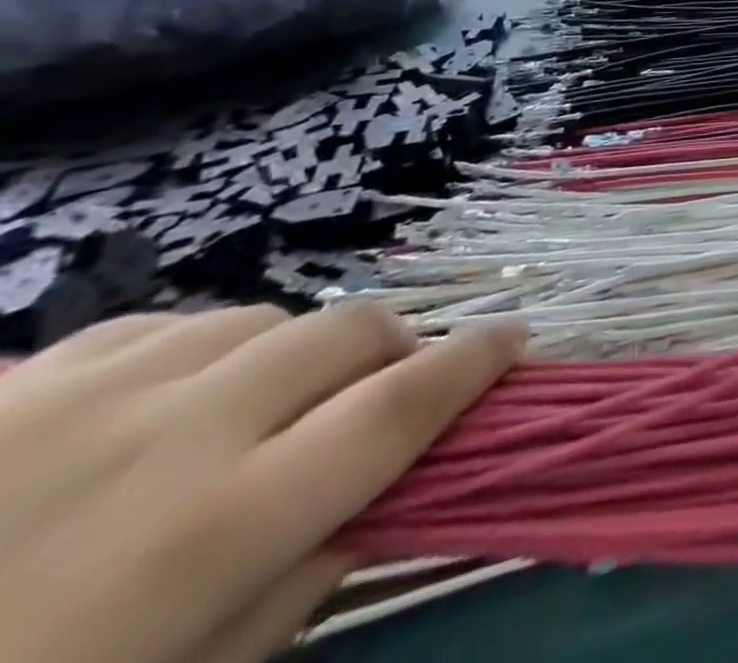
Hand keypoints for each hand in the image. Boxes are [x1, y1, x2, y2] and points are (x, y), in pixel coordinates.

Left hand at [0, 303, 522, 662]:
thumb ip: (290, 592)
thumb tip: (377, 500)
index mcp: (221, 525)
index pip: (405, 405)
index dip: (478, 361)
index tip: (516, 339)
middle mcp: (180, 430)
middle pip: (350, 332)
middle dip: (395, 348)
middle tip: (386, 386)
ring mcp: (89, 391)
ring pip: (266, 317)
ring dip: (295, 352)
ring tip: (261, 405)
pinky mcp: (17, 380)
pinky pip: (165, 325)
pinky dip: (204, 349)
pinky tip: (164, 402)